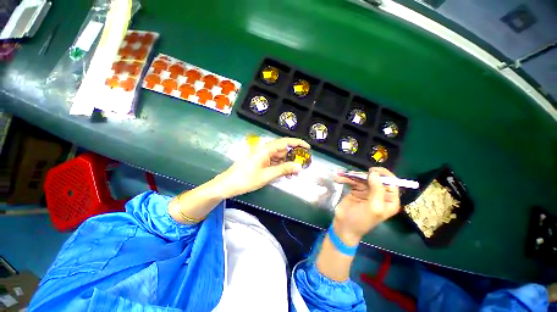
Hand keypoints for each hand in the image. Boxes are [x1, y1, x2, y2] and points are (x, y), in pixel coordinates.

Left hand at [214, 137, 309, 197]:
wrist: (228, 184)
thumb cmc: (246, 179)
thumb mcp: (267, 175)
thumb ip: (284, 169)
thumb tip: (299, 166)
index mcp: (266, 149)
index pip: (285, 142)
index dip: (298, 143)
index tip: (308, 147)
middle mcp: (265, 150)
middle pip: (283, 150)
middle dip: (293, 157)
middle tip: (302, 166)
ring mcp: (262, 155)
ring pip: (279, 156)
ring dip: (287, 163)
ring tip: (294, 174)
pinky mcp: (260, 161)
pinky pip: (273, 161)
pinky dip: (280, 166)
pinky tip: (285, 174)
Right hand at [332, 167, 399, 244]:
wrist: (344, 226)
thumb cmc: (361, 220)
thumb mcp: (373, 207)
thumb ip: (377, 189)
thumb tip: (375, 173)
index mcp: (389, 200)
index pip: (391, 182)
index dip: (383, 175)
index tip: (371, 171)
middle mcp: (379, 194)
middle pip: (375, 178)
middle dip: (363, 175)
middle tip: (353, 174)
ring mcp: (367, 192)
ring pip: (362, 178)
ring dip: (351, 176)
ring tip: (342, 176)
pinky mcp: (355, 191)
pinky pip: (352, 181)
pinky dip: (345, 179)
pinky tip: (338, 180)